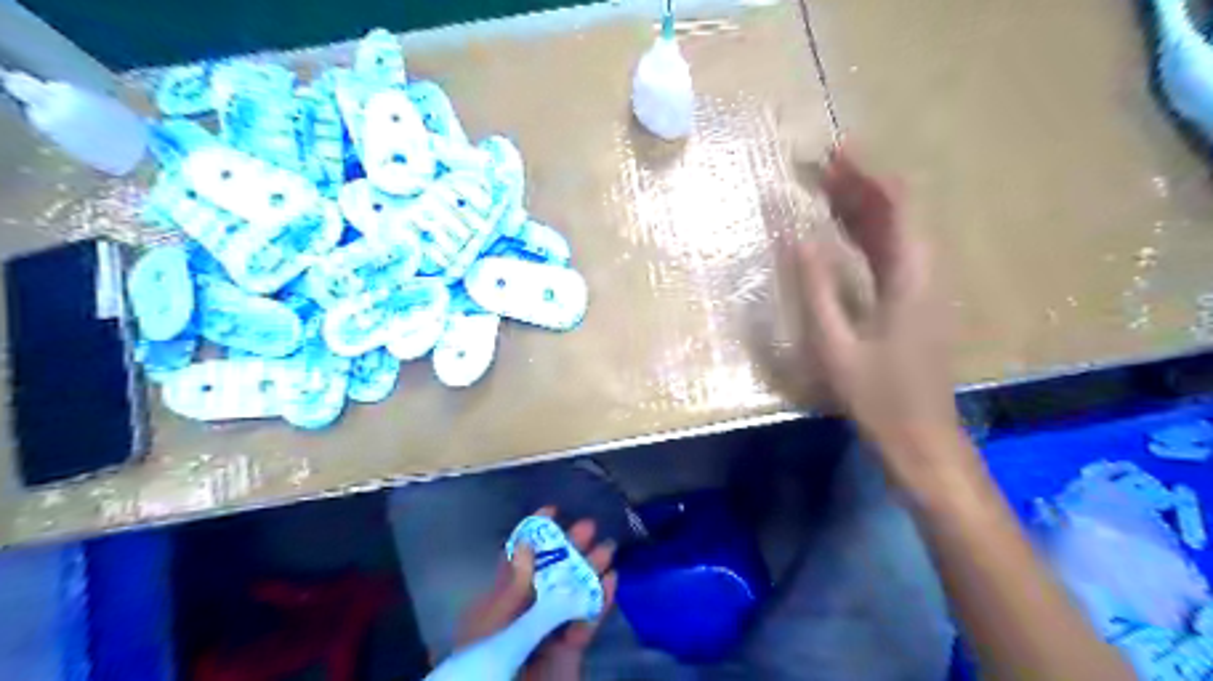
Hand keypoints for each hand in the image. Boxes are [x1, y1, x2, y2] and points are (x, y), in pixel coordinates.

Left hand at [461, 507, 618, 677]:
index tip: (552, 511)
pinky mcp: (569, 654)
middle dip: (569, 549)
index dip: (533, 535)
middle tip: (590, 526)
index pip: (515, 563)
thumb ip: (516, 592)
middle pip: (549, 576)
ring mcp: (546, 636)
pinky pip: (586, 623)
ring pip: (571, 596)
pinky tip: (613, 580)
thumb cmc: (486, 677)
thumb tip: (525, 544)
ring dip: (590, 571)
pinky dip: (600, 602)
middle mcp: (521, 618)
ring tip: (609, 548)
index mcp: (494, 609)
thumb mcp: (495, 635)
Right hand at [792, 144, 961, 484]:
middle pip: (899, 214)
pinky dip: (866, 236)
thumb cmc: (877, 397)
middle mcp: (926, 274)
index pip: (896, 208)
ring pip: (896, 234)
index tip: (835, 153)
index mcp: (912, 279)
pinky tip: (842, 234)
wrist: (921, 439)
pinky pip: (892, 256)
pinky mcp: (915, 305)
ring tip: (826, 188)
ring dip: (863, 209)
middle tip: (822, 166)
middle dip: (862, 185)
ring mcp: (923, 290)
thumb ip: (815, 290)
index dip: (867, 176)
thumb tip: (796, 238)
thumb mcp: (835, 345)